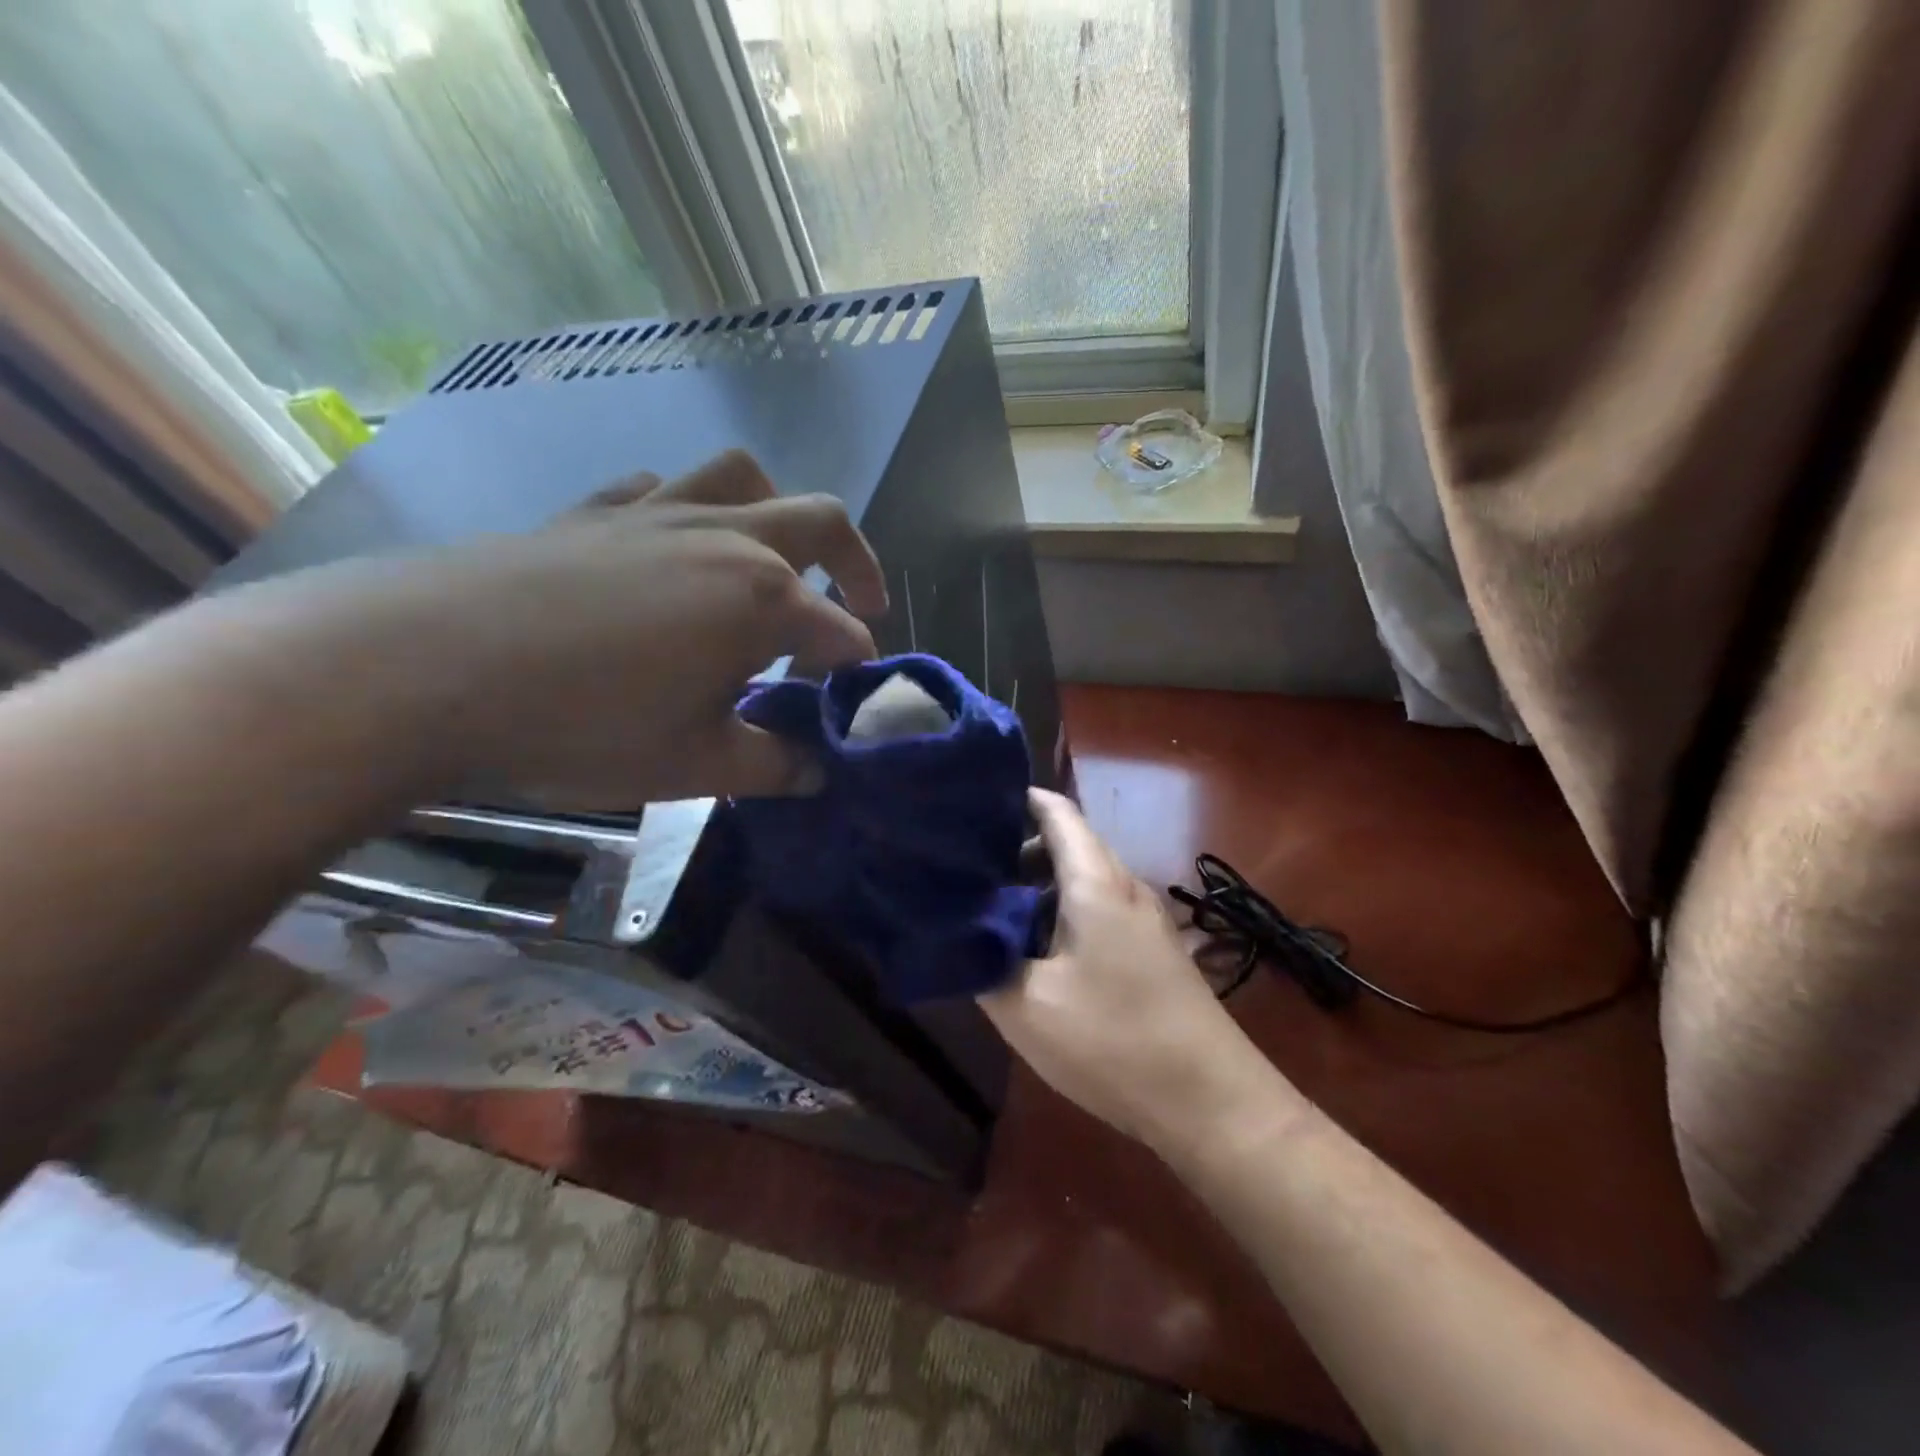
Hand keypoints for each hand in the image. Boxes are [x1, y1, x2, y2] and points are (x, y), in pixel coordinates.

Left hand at [277, 450, 886, 808]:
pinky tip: (671, 547)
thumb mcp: (696, 766)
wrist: (423, 670)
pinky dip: (687, 509)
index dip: (857, 669)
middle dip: (857, 565)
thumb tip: (816, 771)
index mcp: (764, 599)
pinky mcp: (596, 510)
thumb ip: (773, 765)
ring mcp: (657, 513)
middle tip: (862, 606)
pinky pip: (661, 488)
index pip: (841, 633)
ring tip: (773, 559)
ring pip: (744, 478)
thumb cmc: (584, 725)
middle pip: (822, 522)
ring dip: (777, 513)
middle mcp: (726, 538)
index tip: (852, 703)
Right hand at [982, 788, 1274, 1151]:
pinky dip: (1062, 913)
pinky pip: (1100, 911)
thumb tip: (957, 933)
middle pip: (1069, 844)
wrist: (1212, 1102)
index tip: (972, 807)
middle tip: (967, 868)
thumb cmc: (1114, 1041)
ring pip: (1084, 881)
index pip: (1057, 812)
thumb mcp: (1027, 1007)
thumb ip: (984, 962)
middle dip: (1017, 848)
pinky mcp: (1153, 953)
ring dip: (1039, 887)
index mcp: (1096, 883)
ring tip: (993, 910)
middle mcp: (1125, 888)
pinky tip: (1037, 951)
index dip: (1017, 800)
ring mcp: (1145, 921)